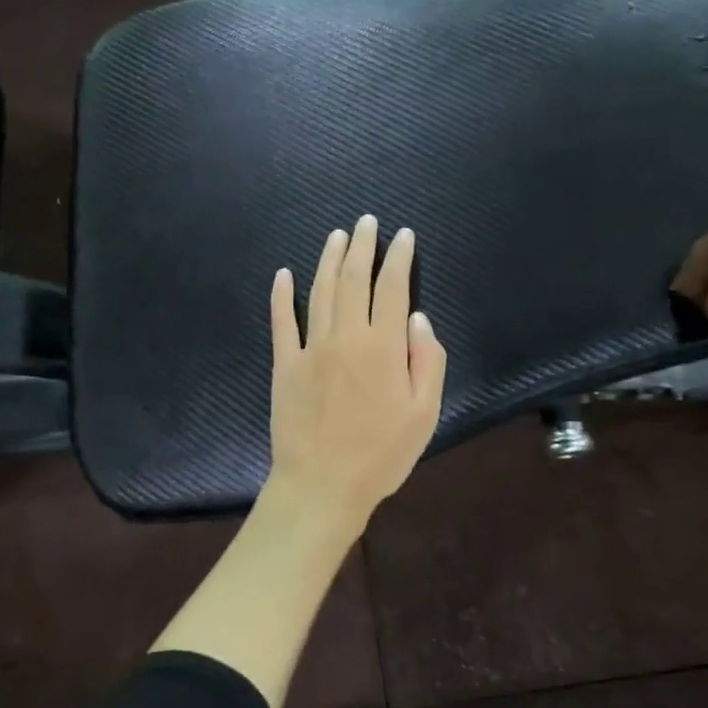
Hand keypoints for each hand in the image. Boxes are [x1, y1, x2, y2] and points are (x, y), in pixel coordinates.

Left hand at [268, 215, 447, 534]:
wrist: (321, 485)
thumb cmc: (380, 455)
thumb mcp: (424, 414)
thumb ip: (426, 360)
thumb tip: (417, 317)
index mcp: (383, 347)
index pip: (392, 288)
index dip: (399, 258)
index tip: (404, 236)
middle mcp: (345, 336)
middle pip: (353, 279)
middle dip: (362, 246)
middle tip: (366, 222)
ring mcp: (310, 348)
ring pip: (319, 291)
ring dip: (329, 259)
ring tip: (337, 236)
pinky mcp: (284, 364)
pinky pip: (281, 321)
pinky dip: (281, 295)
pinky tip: (284, 274)